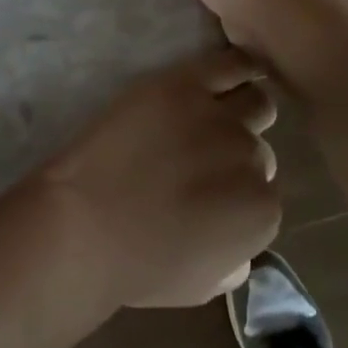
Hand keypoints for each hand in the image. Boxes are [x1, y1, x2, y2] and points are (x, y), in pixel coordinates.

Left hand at [26, 48, 280, 309]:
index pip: (264, 191)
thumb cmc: (137, 264)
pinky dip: (242, 65)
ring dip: (242, 110)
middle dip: (235, 154)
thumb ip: (235, 260)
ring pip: (255, 102)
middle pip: (257, 147)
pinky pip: (230, 63)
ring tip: (215, 115)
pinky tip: (241, 68)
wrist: (83, 223)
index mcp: (262, 212)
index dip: (237, 191)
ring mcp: (219, 118)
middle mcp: (252, 160)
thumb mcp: (203, 284)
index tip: (212, 192)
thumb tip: (241, 245)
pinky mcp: (185, 84)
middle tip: (200, 158)